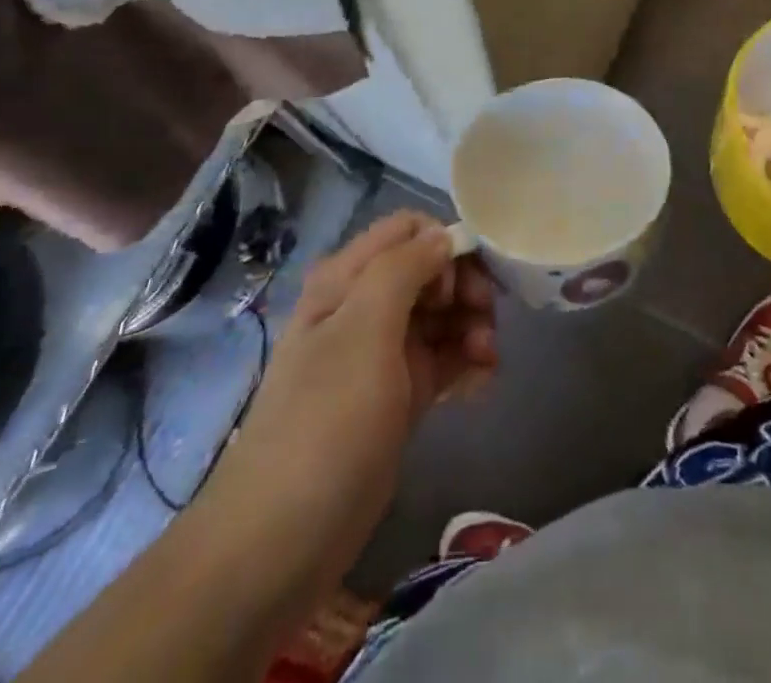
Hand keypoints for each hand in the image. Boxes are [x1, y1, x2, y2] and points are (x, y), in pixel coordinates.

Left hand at [206, 212, 496, 568]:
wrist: (283, 540)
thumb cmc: (327, 421)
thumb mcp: (364, 330)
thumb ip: (404, 268)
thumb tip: (443, 235)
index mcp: (346, 279)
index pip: (407, 230)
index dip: (442, 245)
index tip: (463, 284)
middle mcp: (364, 306)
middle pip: (429, 270)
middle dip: (465, 288)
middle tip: (487, 322)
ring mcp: (380, 353)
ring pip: (440, 315)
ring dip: (471, 326)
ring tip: (488, 359)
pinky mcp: (397, 396)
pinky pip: (441, 359)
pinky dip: (465, 362)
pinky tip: (483, 382)